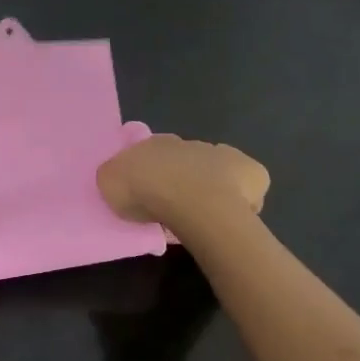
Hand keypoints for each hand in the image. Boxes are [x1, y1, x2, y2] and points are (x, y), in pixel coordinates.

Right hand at [98, 133, 268, 239]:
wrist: (192, 201)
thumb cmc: (146, 193)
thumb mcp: (109, 184)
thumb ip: (114, 177)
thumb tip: (119, 179)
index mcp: (154, 142)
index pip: (150, 153)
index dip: (149, 173)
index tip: (146, 194)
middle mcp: (188, 144)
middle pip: (183, 161)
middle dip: (180, 179)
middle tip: (172, 208)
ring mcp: (222, 155)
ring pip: (215, 171)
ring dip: (210, 188)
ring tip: (202, 218)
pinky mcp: (250, 172)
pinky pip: (247, 186)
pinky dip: (244, 197)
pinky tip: (232, 215)